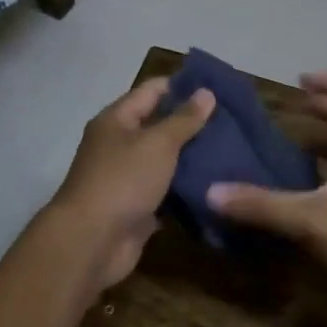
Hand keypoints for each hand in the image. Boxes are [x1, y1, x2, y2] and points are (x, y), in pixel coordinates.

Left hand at [48, 77, 213, 291]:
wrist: (93, 241)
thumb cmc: (123, 180)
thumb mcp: (157, 143)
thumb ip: (184, 119)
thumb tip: (206, 92)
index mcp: (117, 120)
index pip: (152, 91)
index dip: (183, 86)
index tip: (218, 87)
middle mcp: (119, 145)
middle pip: (159, 126)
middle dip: (193, 124)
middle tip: (233, 122)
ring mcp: (128, 178)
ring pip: (166, 162)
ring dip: (193, 159)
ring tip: (232, 152)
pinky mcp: (138, 208)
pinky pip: (167, 193)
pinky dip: (187, 190)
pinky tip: (217, 186)